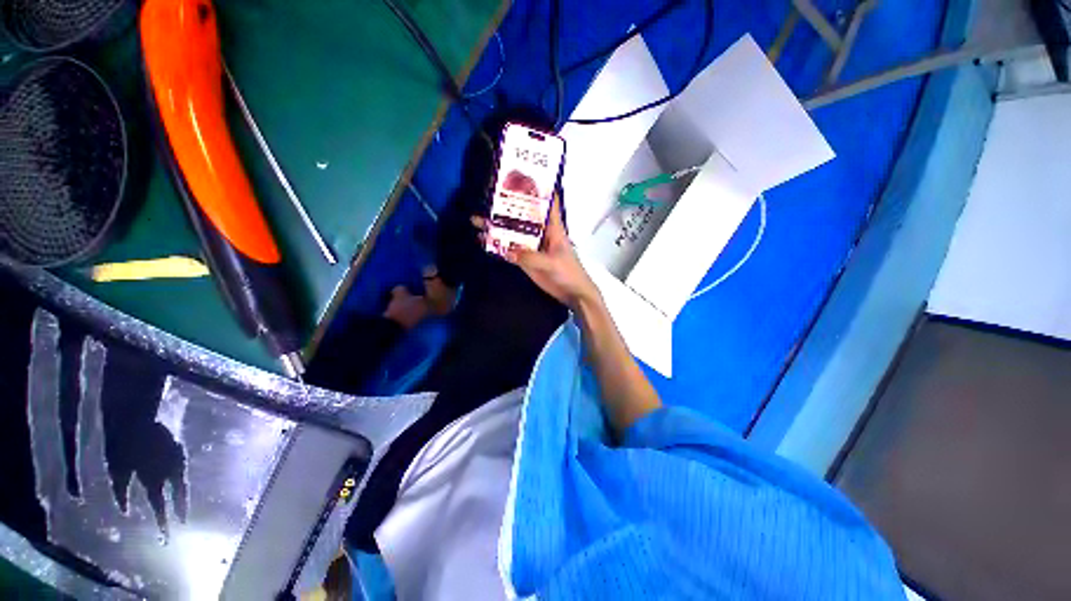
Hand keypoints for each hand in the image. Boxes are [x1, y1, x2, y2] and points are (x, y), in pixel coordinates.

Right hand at [474, 196, 598, 308]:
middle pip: (523, 216)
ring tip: (477, 220)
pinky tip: (484, 240)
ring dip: (497, 227)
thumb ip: (532, 257)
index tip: (522, 174)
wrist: (571, 293)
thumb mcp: (552, 263)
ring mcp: (531, 246)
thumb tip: (509, 252)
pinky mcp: (525, 260)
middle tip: (486, 199)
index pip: (547, 202)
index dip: (538, 188)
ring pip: (513, 232)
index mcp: (553, 227)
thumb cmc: (568, 273)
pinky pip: (510, 249)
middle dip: (507, 207)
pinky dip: (498, 245)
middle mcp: (540, 233)